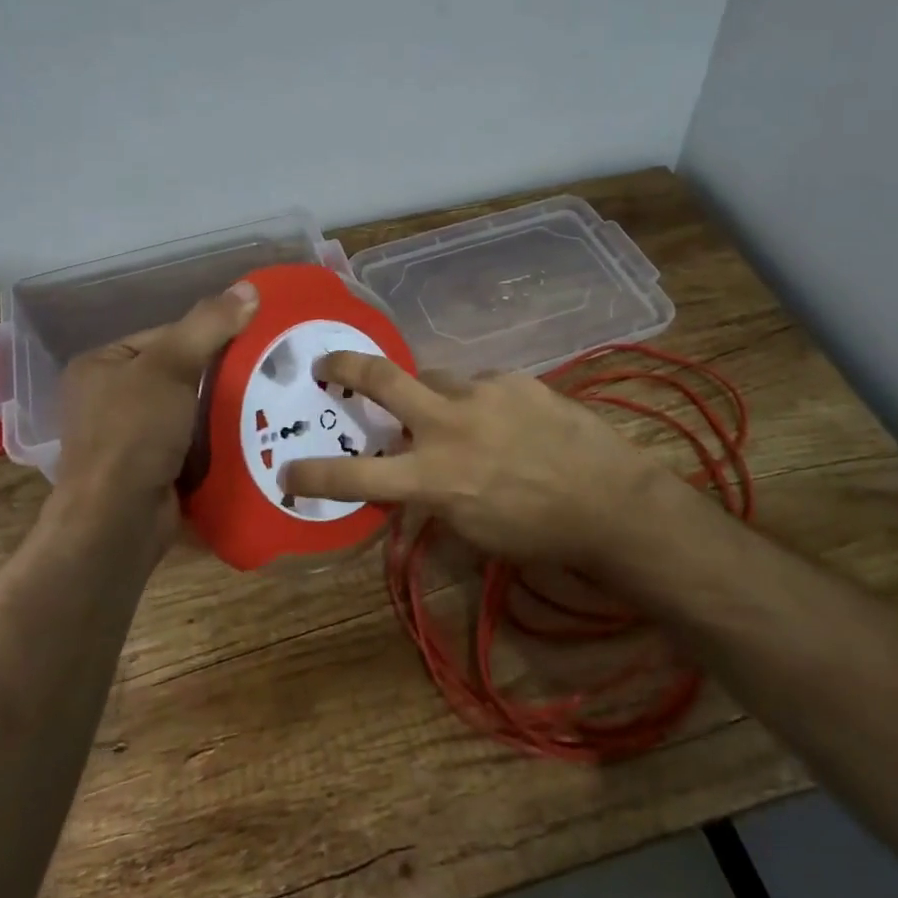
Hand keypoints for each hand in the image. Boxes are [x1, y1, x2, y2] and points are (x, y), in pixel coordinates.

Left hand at [54, 282, 259, 543]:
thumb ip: (209, 325)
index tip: (251, 340)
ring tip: (270, 402)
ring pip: (190, 412)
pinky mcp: (150, 472)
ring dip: (223, 412)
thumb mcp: (171, 367)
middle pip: (180, 374)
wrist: (117, 524)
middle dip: (220, 376)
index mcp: (101, 366)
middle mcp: (109, 400)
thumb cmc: (133, 433)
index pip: (165, 336)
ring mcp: (129, 440)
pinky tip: (252, 437)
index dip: (207, 335)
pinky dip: (217, 443)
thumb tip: (250, 288)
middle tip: (267, 372)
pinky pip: (192, 445)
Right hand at [281, 352, 707, 569]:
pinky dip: (481, 401)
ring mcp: (482, 392)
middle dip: (345, 366)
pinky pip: (481, 384)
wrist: (611, 501)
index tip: (286, 471)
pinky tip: (508, 421)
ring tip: (460, 419)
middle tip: (327, 365)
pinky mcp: (514, 379)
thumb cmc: (538, 532)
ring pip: (435, 379)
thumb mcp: (471, 529)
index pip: (356, 476)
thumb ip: (431, 496)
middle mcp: (448, 424)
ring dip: (433, 397)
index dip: (314, 474)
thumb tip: (409, 475)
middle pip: (382, 379)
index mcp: (433, 476)